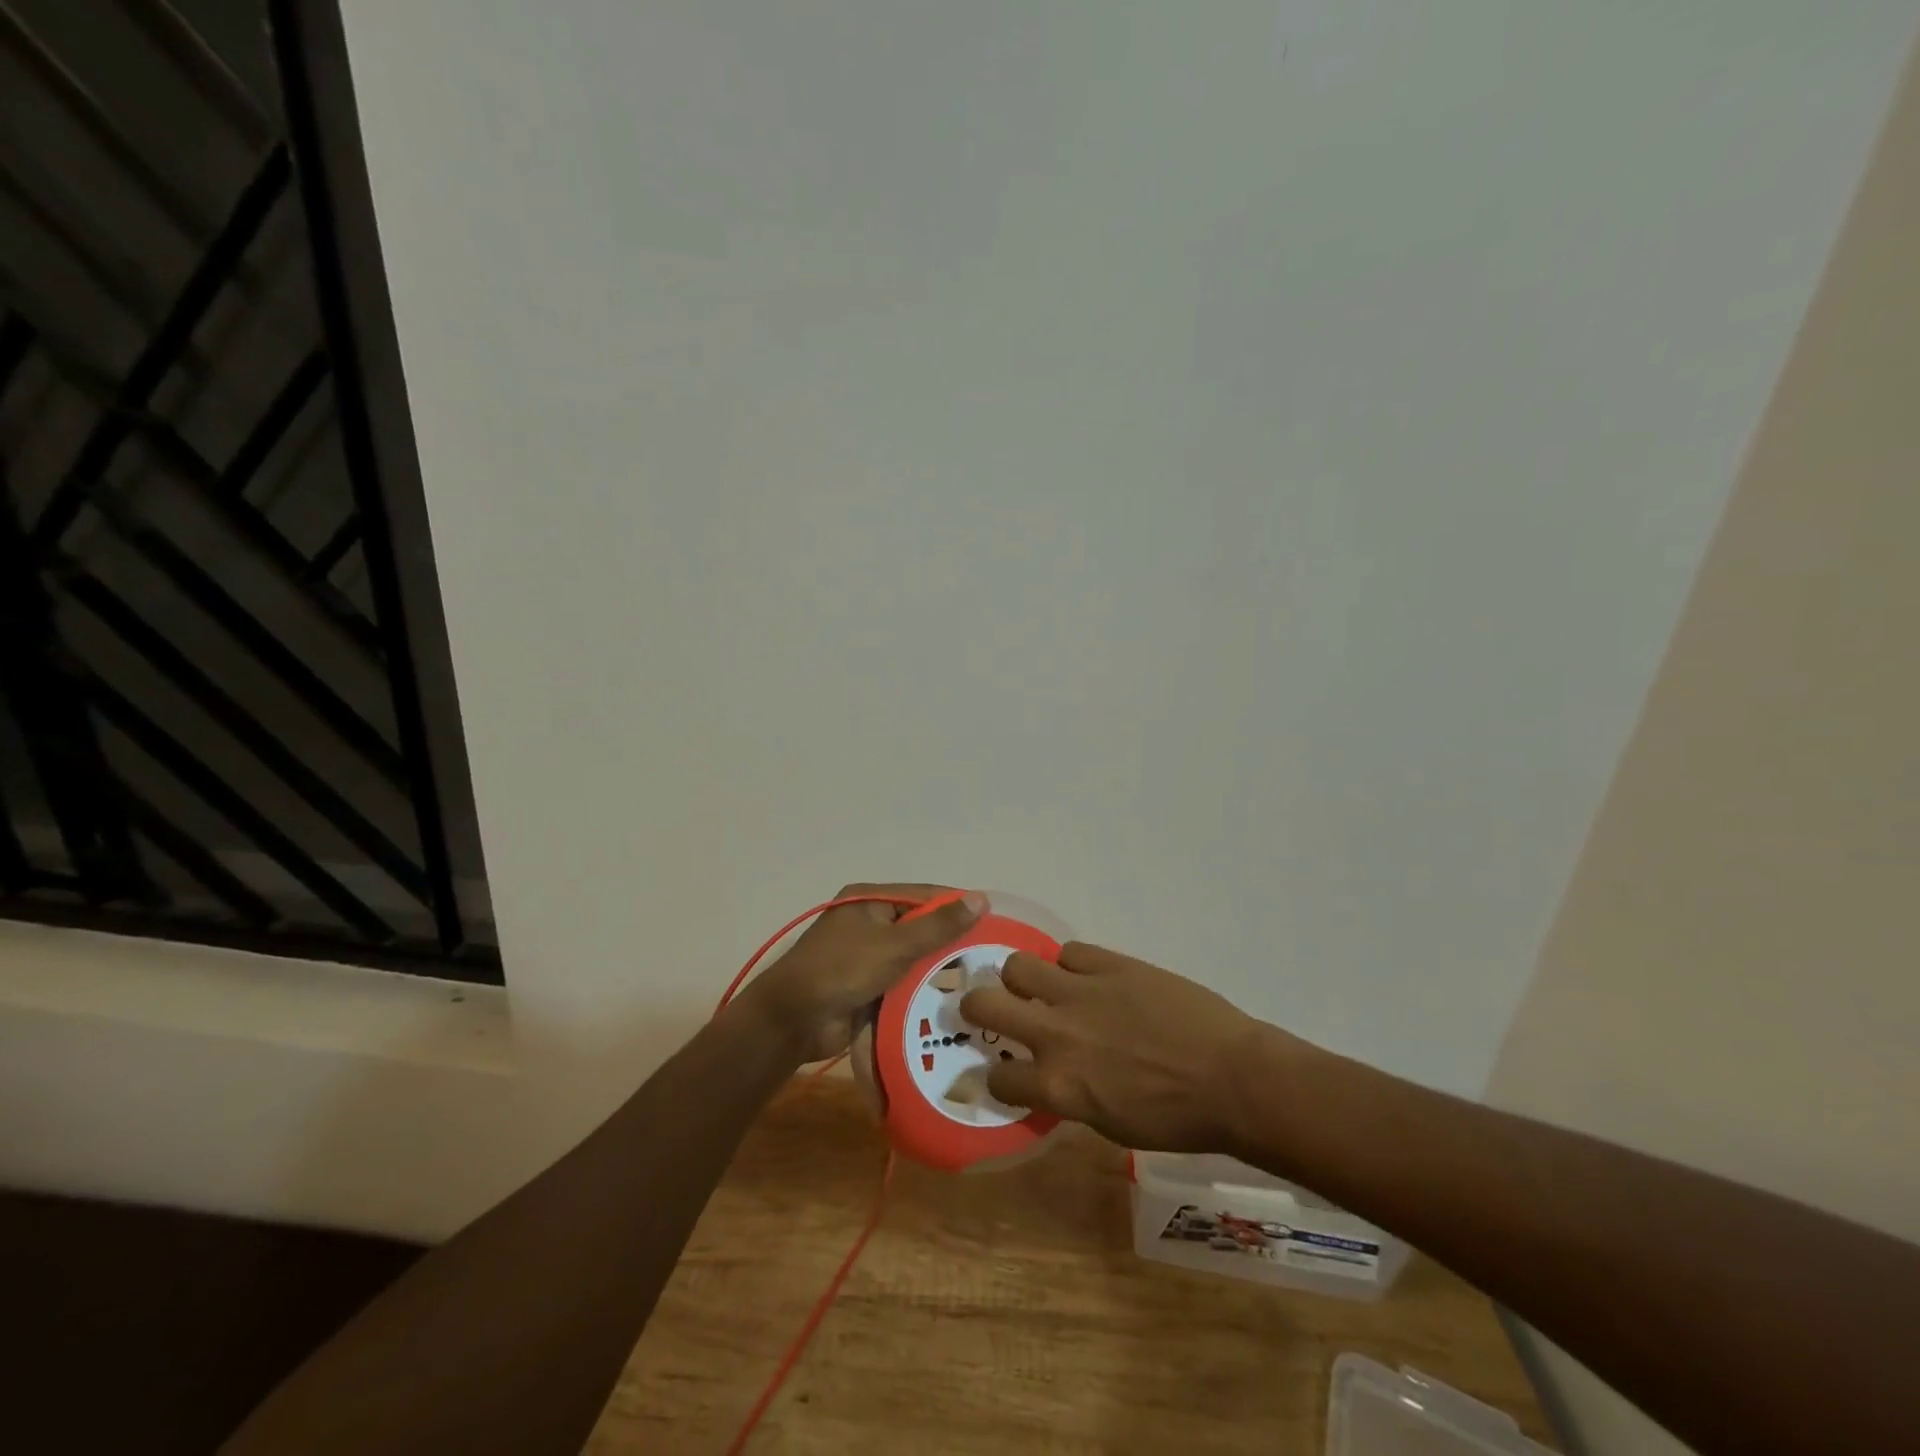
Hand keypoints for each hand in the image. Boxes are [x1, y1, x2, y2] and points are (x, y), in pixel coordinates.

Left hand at [739, 884, 985, 1063]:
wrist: (793, 1020)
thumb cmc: (843, 970)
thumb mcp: (895, 945)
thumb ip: (939, 926)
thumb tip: (981, 898)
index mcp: (870, 900)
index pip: (924, 896)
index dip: (958, 906)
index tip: (995, 920)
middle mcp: (869, 922)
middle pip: (920, 926)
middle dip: (951, 940)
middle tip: (992, 954)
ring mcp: (867, 955)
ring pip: (913, 956)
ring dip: (938, 967)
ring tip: (982, 978)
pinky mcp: (867, 985)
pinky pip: (903, 981)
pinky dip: (922, 988)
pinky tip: (954, 998)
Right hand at [961, 942, 1290, 1152]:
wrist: (1231, 1078)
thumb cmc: (1176, 1118)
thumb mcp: (1110, 1124)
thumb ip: (1069, 1095)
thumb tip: (1049, 1078)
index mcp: (1057, 1084)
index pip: (997, 1079)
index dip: (995, 1078)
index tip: (1002, 1073)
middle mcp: (1055, 1033)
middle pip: (985, 1003)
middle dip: (975, 1006)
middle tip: (985, 1008)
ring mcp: (1080, 992)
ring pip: (1018, 965)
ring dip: (1022, 978)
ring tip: (1039, 986)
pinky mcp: (1109, 963)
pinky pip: (1069, 951)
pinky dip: (1071, 965)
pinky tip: (1087, 977)